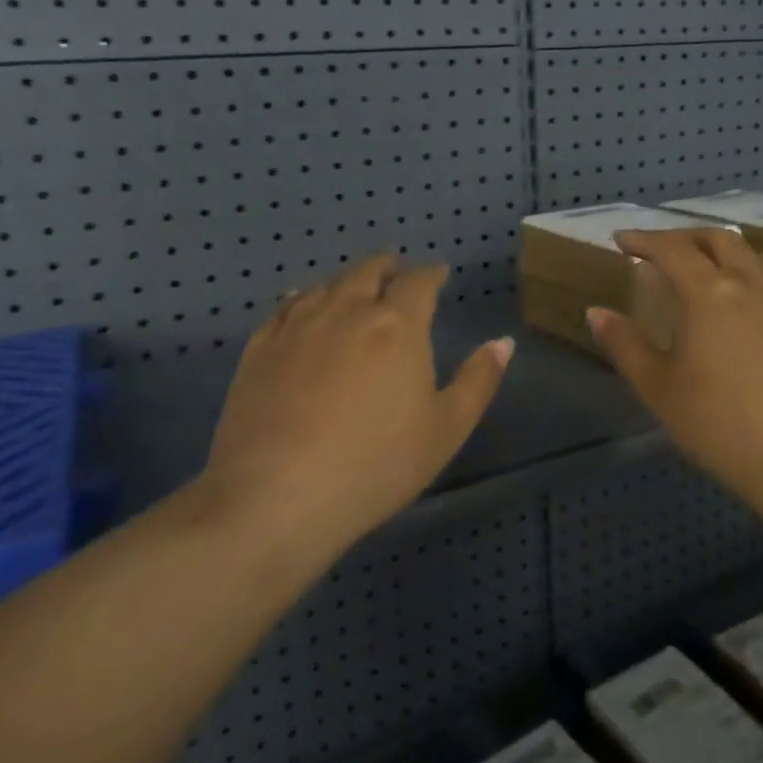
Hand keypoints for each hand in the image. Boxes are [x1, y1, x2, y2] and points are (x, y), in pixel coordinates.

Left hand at [196, 253, 513, 558]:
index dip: (431, 274)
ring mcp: (298, 326)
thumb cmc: (376, 464)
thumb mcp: (446, 429)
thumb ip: (478, 380)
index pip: (418, 282)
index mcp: (398, 324)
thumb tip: (503, 341)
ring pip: (326, 285)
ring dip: (347, 279)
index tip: (439, 273)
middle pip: (368, 272)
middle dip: (388, 267)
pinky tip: (301, 304)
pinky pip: (285, 307)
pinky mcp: (260, 348)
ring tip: (354, 285)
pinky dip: (302, 298)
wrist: (277, 495)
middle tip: (396, 271)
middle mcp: (347, 310)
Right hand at [588, 229, 762, 508]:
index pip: (672, 249)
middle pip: (719, 240)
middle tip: (660, 249)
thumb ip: (625, 344)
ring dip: (723, 251)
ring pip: (753, 256)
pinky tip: (745, 302)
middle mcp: (749, 284)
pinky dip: (750, 274)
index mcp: (708, 293)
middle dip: (685, 236)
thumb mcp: (658, 387)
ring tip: (705, 269)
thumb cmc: (718, 423)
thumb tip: (596, 312)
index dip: (644, 240)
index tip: (621, 240)